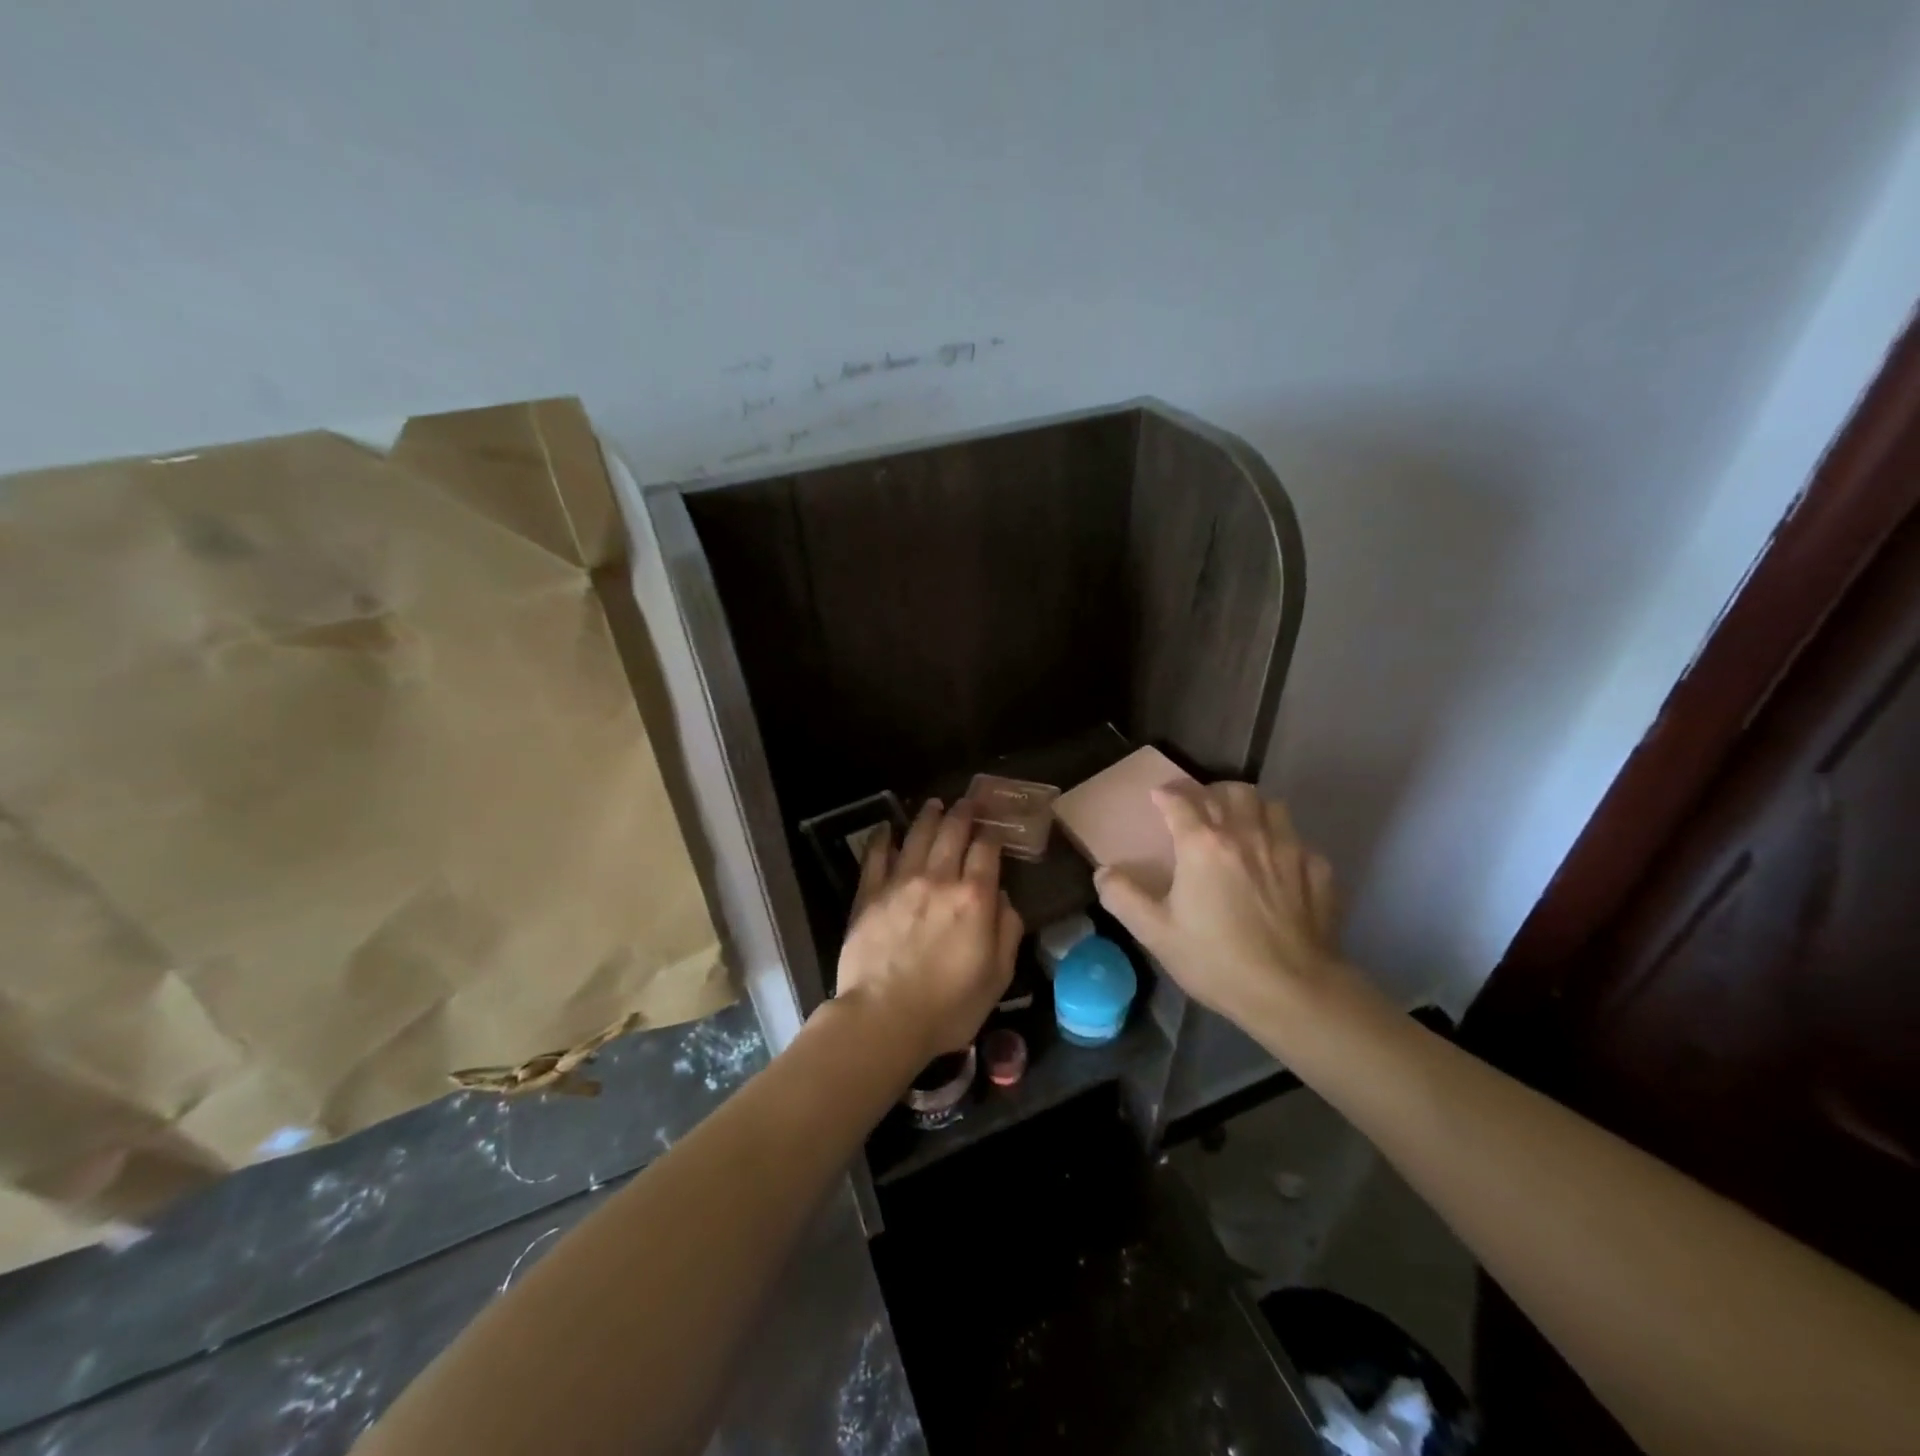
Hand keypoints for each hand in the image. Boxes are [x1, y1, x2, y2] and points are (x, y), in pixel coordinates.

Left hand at [836, 799, 1022, 1060]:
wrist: (883, 1018)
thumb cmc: (949, 1006)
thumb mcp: (998, 976)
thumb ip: (1007, 931)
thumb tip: (1004, 900)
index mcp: (974, 897)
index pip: (987, 851)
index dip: (992, 834)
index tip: (995, 828)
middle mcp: (938, 879)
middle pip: (952, 834)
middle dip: (963, 813)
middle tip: (968, 801)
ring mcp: (900, 884)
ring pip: (916, 837)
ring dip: (928, 817)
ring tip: (934, 804)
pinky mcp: (868, 895)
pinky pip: (875, 857)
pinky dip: (881, 839)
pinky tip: (885, 828)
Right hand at [1094, 781, 1343, 1031]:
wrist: (1292, 992)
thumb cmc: (1216, 960)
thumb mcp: (1156, 934)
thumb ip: (1124, 898)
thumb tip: (1103, 873)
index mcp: (1203, 845)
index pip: (1181, 801)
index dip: (1166, 794)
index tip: (1158, 797)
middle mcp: (1246, 834)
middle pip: (1231, 792)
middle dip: (1211, 793)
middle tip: (1201, 809)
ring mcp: (1287, 849)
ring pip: (1270, 806)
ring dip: (1251, 809)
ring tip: (1241, 827)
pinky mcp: (1318, 870)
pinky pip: (1299, 841)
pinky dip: (1284, 843)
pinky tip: (1278, 866)